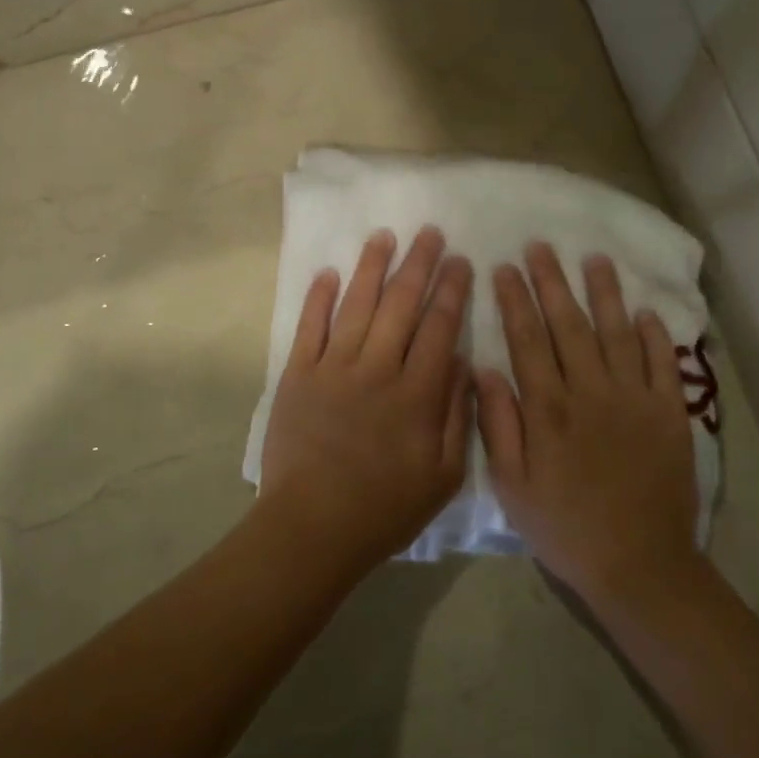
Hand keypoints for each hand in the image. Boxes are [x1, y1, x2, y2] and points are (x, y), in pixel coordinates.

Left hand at [257, 227, 472, 577]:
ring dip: (372, 267)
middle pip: (401, 304)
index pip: (439, 327)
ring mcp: (333, 367)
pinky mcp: (298, 374)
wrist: (313, 526)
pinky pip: (310, 327)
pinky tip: (328, 272)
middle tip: (430, 232)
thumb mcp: (443, 475)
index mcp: (416, 392)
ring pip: (357, 304)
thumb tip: (460, 361)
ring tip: (384, 236)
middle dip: (419, 264)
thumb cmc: (385, 507)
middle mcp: (377, 368)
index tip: (460, 261)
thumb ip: (456, 415)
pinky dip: (318, 297)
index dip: (452, 290)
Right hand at [476, 244, 702, 605]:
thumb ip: (497, 424)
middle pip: (568, 325)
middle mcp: (590, 392)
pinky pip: (661, 364)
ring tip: (595, 259)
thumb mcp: (512, 485)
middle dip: (552, 282)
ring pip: (616, 333)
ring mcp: (634, 400)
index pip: (527, 339)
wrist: (638, 565)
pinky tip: (644, 310)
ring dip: (604, 293)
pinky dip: (654, 335)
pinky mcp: (669, 414)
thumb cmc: (564, 526)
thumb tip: (482, 368)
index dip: (514, 300)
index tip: (504, 267)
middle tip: (542, 246)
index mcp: (548, 408)